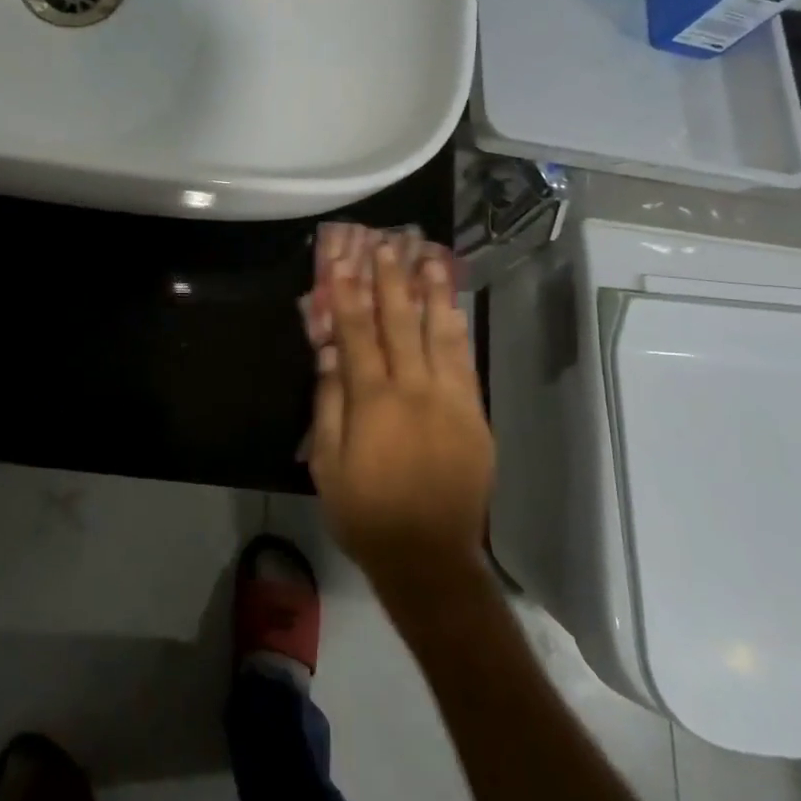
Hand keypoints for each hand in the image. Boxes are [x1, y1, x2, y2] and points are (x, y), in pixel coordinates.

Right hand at [306, 229, 494, 609]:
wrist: (429, 557)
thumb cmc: (365, 513)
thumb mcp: (326, 464)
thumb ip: (328, 404)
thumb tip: (329, 353)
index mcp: (373, 402)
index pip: (358, 334)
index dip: (350, 293)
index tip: (347, 259)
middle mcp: (414, 391)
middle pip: (400, 323)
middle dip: (392, 280)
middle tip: (389, 243)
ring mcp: (450, 401)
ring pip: (440, 334)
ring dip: (432, 293)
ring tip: (429, 258)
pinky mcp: (475, 416)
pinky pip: (465, 363)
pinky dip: (457, 331)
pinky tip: (452, 308)